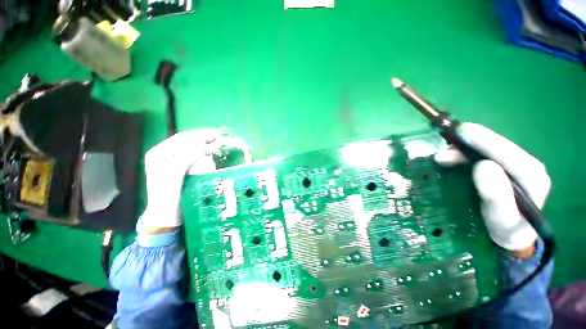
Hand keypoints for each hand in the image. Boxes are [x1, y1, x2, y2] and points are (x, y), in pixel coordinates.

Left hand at [139, 129, 222, 232]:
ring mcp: (172, 161)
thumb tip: (203, 145)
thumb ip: (186, 157)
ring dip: (204, 143)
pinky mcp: (181, 169)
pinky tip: (210, 152)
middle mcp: (165, 154)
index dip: (199, 134)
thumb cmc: (168, 195)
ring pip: (190, 147)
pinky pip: (193, 156)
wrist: (167, 215)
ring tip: (217, 142)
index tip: (215, 134)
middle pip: (186, 141)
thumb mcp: (174, 175)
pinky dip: (203, 152)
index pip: (182, 138)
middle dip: (202, 137)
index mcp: (159, 153)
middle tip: (219, 136)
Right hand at [435, 123, 550, 256]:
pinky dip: (462, 154)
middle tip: (442, 152)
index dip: (485, 140)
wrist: (510, 234)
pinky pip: (479, 154)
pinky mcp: (498, 166)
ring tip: (442, 157)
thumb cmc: (507, 229)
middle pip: (495, 147)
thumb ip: (497, 196)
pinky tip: (451, 158)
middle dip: (468, 144)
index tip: (462, 131)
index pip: (508, 152)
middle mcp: (524, 164)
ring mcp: (511, 165)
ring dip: (462, 149)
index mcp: (533, 175)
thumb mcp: (502, 219)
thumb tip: (484, 166)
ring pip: (486, 149)